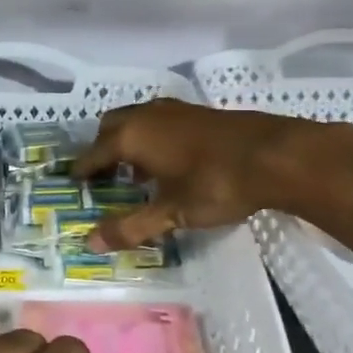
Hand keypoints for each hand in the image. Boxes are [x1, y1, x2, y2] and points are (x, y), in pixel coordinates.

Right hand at [74, 99, 352, 253]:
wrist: (277, 155)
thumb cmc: (216, 184)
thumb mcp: (171, 213)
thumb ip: (131, 227)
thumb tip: (91, 242)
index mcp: (131, 136)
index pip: (93, 153)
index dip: (82, 171)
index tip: (74, 185)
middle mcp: (146, 116)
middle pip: (111, 127)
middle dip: (102, 149)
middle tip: (103, 177)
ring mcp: (175, 109)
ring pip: (137, 120)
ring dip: (128, 141)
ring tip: (135, 172)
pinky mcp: (199, 112)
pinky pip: (160, 121)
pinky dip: (152, 138)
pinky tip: (169, 162)